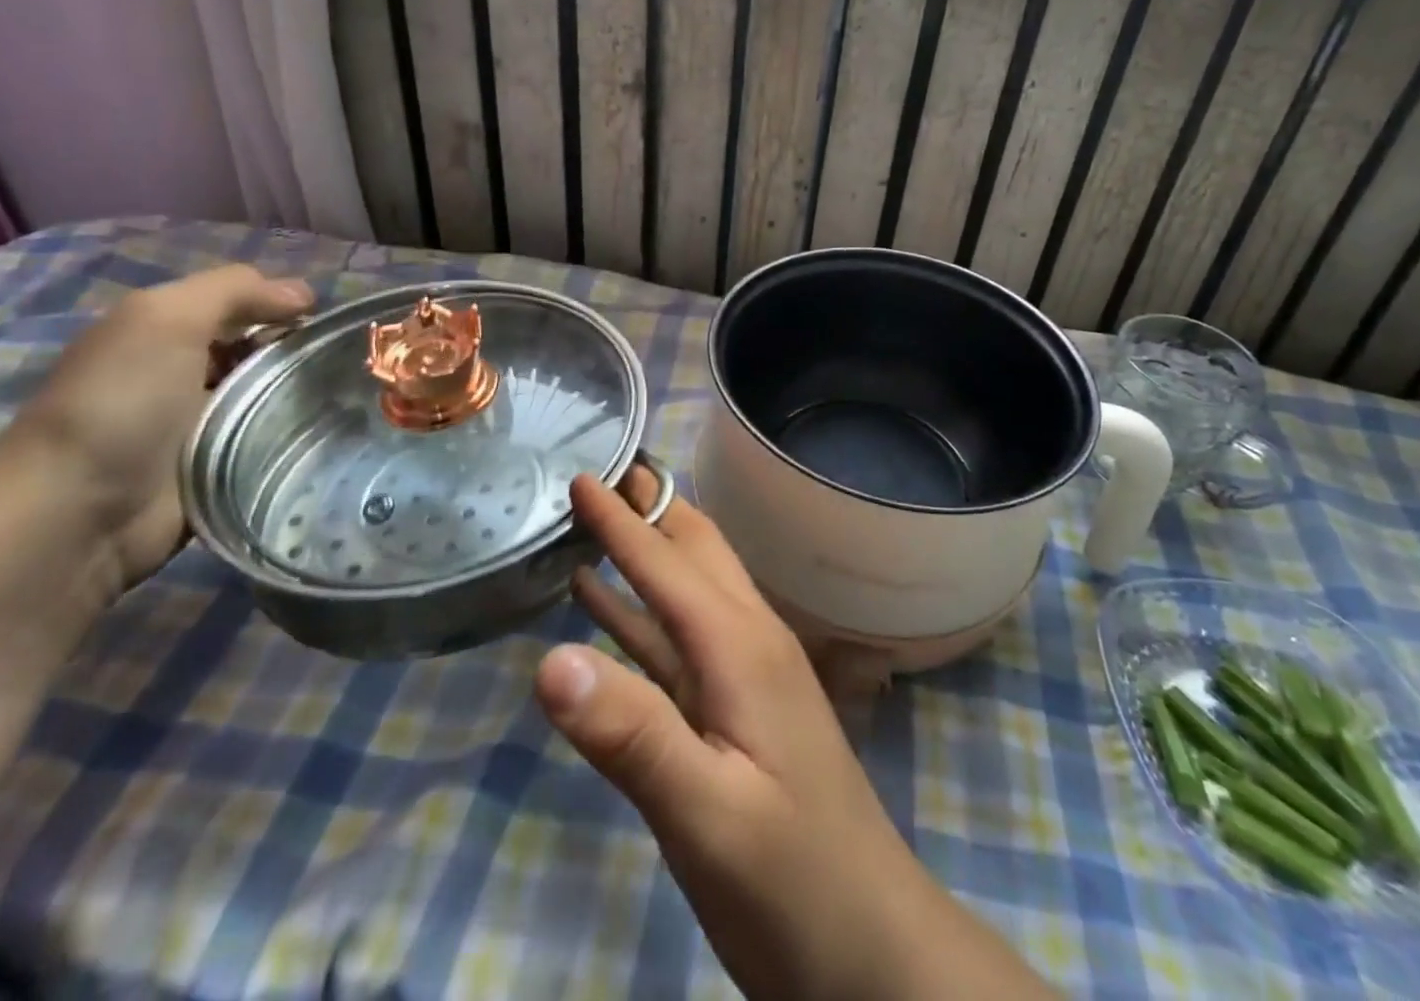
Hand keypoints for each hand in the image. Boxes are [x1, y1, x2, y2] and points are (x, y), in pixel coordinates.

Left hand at [0, 264, 312, 599]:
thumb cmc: (120, 403)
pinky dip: (304, 434)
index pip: (244, 304)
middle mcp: (189, 372)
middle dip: (304, 350)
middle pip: (266, 349)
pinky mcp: (229, 466)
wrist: (80, 516)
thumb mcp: (164, 318)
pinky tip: (335, 429)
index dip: (284, 305)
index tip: (325, 322)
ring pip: (279, 393)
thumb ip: (233, 291)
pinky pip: (278, 439)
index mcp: (167, 332)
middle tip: (345, 361)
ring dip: (310, 393)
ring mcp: (210, 423)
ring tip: (354, 395)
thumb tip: (304, 295)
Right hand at [534, 475, 1057, 1000]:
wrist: (869, 948)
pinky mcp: (735, 711)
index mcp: (742, 646)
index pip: (669, 564)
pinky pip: (677, 643)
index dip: (622, 521)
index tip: (583, 475)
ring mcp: (744, 676)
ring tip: (600, 520)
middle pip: (695, 553)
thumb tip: (550, 660)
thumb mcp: (707, 815)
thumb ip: (632, 735)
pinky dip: (640, 615)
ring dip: (647, 552)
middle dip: (652, 509)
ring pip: (687, 591)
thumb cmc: (790, 880)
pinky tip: (603, 610)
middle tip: (603, 472)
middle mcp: (748, 641)